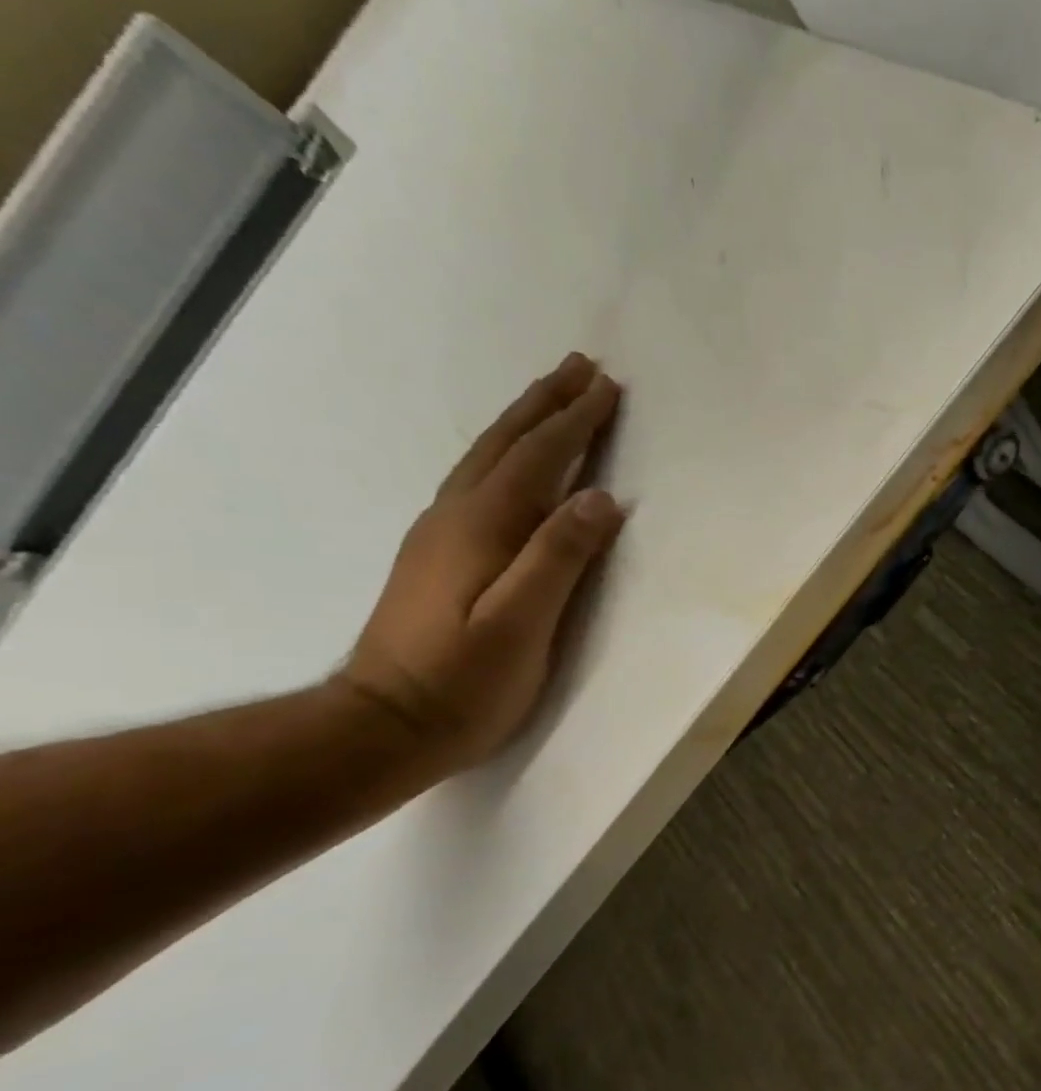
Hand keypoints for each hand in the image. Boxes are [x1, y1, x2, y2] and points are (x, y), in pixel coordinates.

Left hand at [337, 352, 627, 773]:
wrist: (383, 724)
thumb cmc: (465, 682)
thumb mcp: (523, 625)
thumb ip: (559, 557)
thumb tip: (600, 500)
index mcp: (483, 527)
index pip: (539, 459)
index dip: (575, 422)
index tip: (607, 386)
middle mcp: (457, 516)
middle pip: (506, 444)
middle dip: (546, 403)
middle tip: (580, 366)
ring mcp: (440, 533)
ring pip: (487, 458)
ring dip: (524, 422)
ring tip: (552, 397)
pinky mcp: (437, 555)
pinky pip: (478, 481)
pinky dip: (505, 454)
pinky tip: (512, 461)